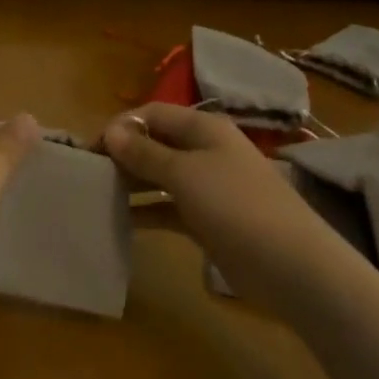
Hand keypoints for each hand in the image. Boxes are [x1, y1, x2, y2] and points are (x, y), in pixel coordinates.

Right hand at [102, 104, 326, 267]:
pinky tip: (121, 221)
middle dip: (123, 155)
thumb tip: (110, 131)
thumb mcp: (184, 173)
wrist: (289, 264)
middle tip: (89, 175)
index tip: (90, 150)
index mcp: (203, 128)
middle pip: (155, 143)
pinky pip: (168, 207)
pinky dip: (147, 211)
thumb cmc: (234, 205)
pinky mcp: (207, 219)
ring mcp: (207, 187)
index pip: (152, 114)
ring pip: (159, 176)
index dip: (120, 126)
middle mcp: (204, 151)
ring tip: (97, 196)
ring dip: (131, 183)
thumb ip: (144, 153)